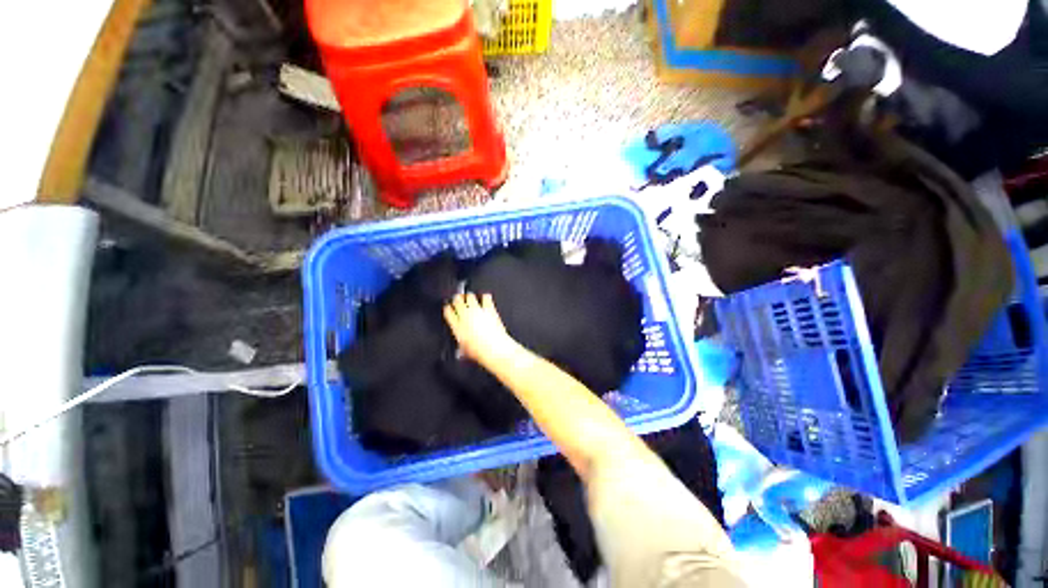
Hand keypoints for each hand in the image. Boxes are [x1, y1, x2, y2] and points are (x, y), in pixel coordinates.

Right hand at [443, 293, 516, 367]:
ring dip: (470, 296)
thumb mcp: (464, 349)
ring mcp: (477, 311)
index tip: (450, 308)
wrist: (495, 349)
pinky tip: (485, 298)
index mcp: (457, 326)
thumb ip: (461, 341)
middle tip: (459, 299)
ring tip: (470, 298)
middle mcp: (465, 316)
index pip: (448, 311)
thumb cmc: (480, 351)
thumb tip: (462, 342)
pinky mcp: (489, 309)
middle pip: (457, 300)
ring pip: (470, 296)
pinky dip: (485, 297)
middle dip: (457, 299)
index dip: (448, 308)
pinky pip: (486, 297)